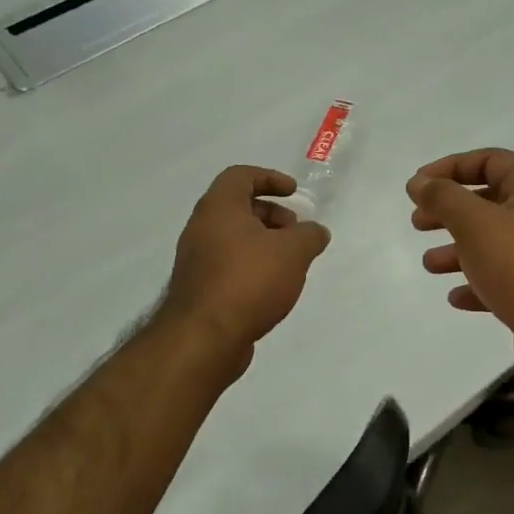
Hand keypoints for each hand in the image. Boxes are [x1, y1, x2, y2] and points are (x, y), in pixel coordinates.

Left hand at [161, 166, 331, 360]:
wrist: (205, 338)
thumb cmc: (249, 281)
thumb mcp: (293, 252)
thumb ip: (310, 236)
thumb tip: (316, 232)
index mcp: (218, 208)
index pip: (240, 176)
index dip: (270, 178)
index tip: (294, 193)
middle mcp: (201, 228)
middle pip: (237, 207)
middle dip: (271, 213)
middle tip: (295, 231)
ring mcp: (196, 260)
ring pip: (233, 238)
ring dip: (263, 242)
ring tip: (290, 263)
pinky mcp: (199, 289)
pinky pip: (228, 265)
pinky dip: (252, 265)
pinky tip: (273, 287)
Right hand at [408, 149, 513, 370]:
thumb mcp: (474, 223)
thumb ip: (443, 198)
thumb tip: (420, 181)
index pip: (490, 161)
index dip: (450, 167)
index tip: (418, 185)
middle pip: (488, 202)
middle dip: (449, 211)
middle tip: (418, 223)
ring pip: (492, 242)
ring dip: (457, 250)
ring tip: (429, 264)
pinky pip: (502, 278)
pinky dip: (476, 281)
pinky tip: (456, 296)